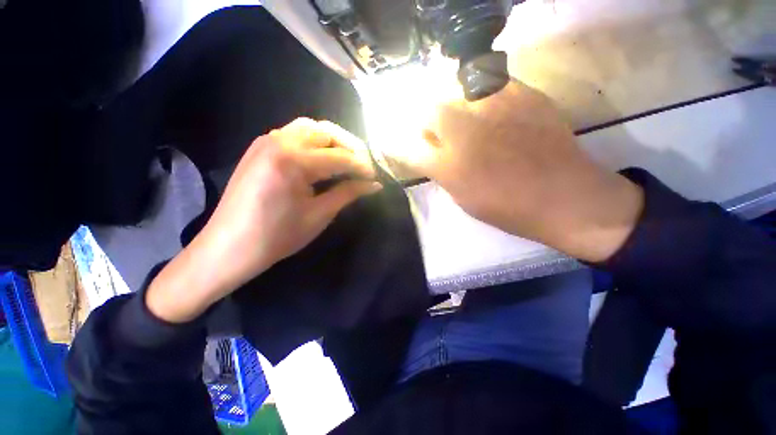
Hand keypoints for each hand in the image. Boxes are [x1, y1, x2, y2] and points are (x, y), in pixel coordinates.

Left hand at [147, 118, 380, 322]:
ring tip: (346, 160)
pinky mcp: (260, 148)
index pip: (340, 157)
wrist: (229, 248)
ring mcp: (266, 141)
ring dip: (332, 141)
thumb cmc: (277, 236)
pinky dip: (314, 142)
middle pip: (326, 132)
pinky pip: (294, 134)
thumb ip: (348, 193)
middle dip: (350, 147)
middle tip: (363, 166)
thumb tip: (374, 185)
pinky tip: (322, 159)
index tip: (375, 177)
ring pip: (310, 128)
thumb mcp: (319, 215)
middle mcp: (278, 141)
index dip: (362, 167)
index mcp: (293, 160)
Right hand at [408, 80, 643, 261]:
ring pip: (456, 93)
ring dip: (453, 107)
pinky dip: (483, 95)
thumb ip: (443, 174)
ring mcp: (493, 110)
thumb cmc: (508, 208)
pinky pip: (490, 84)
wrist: (564, 197)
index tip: (417, 149)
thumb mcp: (464, 199)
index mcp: (449, 166)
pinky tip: (493, 110)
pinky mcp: (522, 96)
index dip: (410, 147)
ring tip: (467, 120)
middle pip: (429, 112)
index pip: (412, 148)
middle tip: (440, 133)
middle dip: (428, 123)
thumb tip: (433, 155)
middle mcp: (464, 134)